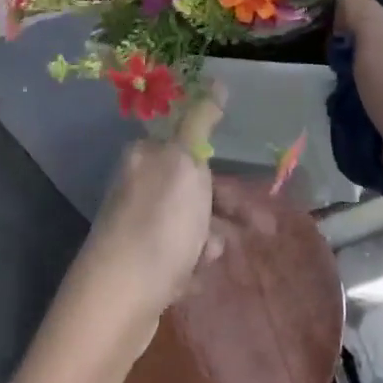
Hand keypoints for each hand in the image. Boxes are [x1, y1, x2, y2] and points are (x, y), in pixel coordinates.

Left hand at [67, 90, 272, 358]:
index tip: (259, 191)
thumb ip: (202, 122)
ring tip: (212, 260)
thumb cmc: (160, 225)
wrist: (118, 302)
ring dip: (210, 240)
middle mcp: (139, 188)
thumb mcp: (186, 163)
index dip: (227, 173)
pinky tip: (194, 279)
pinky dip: (192, 266)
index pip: (194, 153)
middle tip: (265, 232)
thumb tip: (217, 80)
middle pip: (197, 191)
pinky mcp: (140, 268)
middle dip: (229, 211)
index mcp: (147, 158)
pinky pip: (179, 259)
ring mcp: (138, 230)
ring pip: (191, 226)